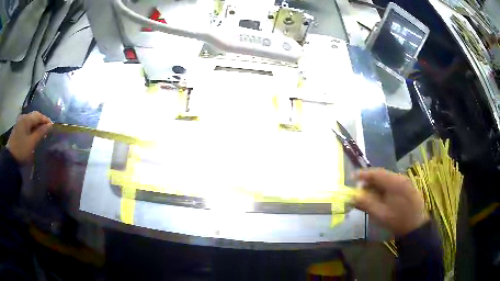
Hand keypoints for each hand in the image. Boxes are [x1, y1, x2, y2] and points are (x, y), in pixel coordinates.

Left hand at [6, 111, 52, 163]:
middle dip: (41, 122)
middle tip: (47, 129)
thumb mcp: (32, 143)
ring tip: (41, 132)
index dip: (46, 120)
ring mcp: (19, 122)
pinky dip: (31, 128)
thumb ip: (40, 133)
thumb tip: (50, 126)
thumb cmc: (21, 150)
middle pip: (34, 116)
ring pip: (30, 120)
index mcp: (27, 118)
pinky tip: (33, 134)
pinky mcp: (18, 129)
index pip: (39, 115)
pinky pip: (27, 125)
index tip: (53, 127)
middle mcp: (23, 117)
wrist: (10, 159)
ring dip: (36, 125)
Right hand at [353, 168, 428, 236]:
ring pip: (387, 179)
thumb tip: (351, 197)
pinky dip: (383, 188)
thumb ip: (365, 204)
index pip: (376, 173)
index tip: (352, 177)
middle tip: (359, 189)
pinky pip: (392, 184)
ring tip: (368, 194)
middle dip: (369, 181)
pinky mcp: (407, 188)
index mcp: (394, 182)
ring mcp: (405, 182)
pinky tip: (380, 197)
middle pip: (381, 175)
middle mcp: (400, 178)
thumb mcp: (379, 214)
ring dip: (376, 185)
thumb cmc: (397, 220)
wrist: (415, 227)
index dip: (363, 174)